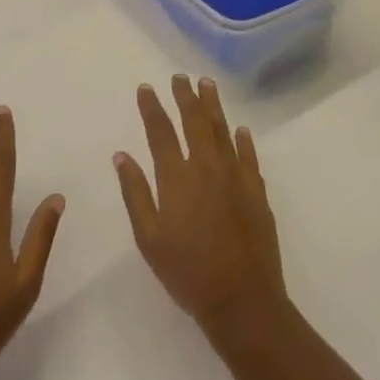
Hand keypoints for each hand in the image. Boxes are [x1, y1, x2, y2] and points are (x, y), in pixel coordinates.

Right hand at [115, 76, 286, 340]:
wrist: (244, 303)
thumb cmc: (188, 273)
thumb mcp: (149, 239)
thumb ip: (135, 193)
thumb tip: (122, 156)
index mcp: (176, 177)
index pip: (160, 131)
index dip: (151, 107)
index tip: (145, 88)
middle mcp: (206, 167)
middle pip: (194, 121)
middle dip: (185, 96)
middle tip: (179, 77)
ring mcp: (236, 177)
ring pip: (222, 130)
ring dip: (213, 105)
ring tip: (207, 84)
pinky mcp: (257, 192)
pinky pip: (249, 156)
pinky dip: (243, 140)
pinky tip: (240, 129)